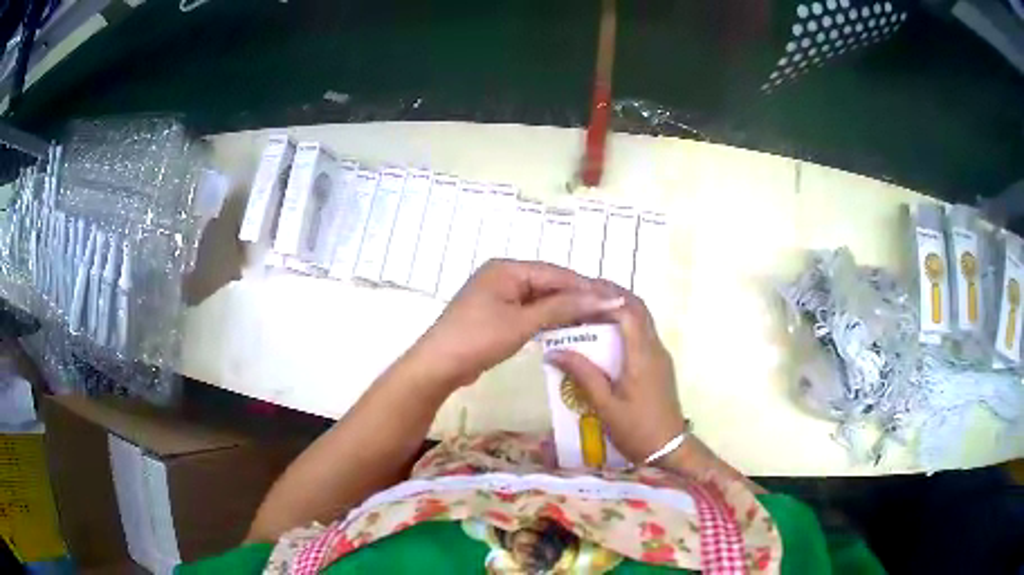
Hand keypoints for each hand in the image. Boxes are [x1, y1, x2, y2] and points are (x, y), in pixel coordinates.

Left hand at [413, 260, 625, 388]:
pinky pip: (529, 311)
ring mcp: (499, 295)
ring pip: (540, 299)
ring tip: (595, 320)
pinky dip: (548, 319)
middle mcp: (503, 275)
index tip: (615, 299)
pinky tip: (568, 328)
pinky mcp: (496, 314)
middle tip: (609, 312)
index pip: (556, 274)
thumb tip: (604, 297)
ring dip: (564, 310)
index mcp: (507, 268)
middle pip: (549, 284)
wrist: (439, 366)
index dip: (586, 287)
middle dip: (577, 298)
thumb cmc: (479, 339)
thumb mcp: (523, 322)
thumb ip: (563, 308)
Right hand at [547, 285, 686, 464]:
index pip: (628, 310)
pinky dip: (623, 324)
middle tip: (581, 293)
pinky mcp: (658, 365)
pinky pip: (641, 333)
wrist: (668, 449)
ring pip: (641, 319)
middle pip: (638, 308)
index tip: (579, 289)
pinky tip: (603, 334)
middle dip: (612, 294)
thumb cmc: (636, 430)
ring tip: (588, 309)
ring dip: (618, 308)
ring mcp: (659, 356)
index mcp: (643, 355)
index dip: (605, 295)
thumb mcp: (605, 405)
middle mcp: (655, 348)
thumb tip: (555, 351)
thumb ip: (583, 375)